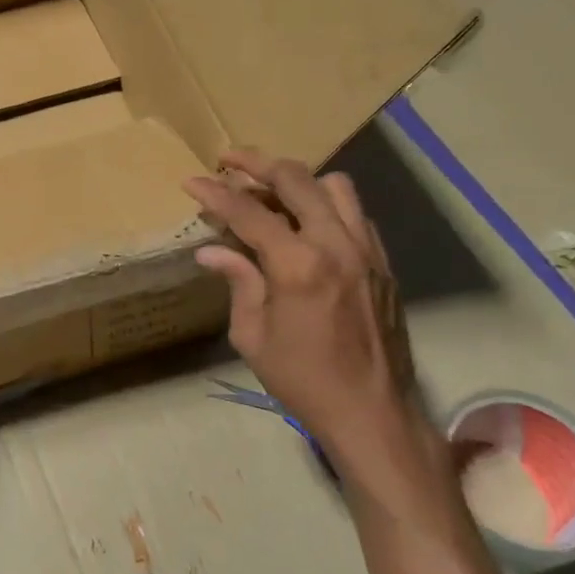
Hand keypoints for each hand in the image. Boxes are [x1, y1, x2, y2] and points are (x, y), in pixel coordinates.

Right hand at [184, 149, 428, 479]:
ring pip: (334, 186)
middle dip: (256, 164)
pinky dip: (326, 206)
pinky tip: (307, 225)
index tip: (191, 181)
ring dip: (298, 180)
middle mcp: (336, 244)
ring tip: (272, 191)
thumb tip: (211, 251)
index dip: (216, 193)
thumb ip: (238, 282)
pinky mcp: (383, 262)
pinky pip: (355, 213)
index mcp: (298, 265)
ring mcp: (366, 250)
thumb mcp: (253, 336)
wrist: (372, 412)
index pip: (249, 212)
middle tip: (228, 161)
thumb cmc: (303, 379)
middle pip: (296, 179)